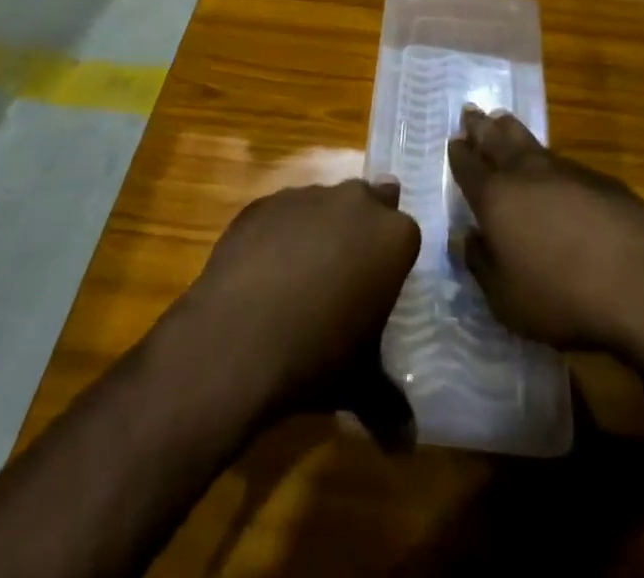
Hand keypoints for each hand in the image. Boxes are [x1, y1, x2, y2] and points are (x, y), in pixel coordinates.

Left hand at [175, 179, 419, 440]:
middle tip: (349, 273)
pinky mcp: (263, 203)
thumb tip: (407, 446)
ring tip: (301, 278)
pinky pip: (280, 215)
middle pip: (369, 203)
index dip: (393, 260)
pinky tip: (264, 273)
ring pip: (324, 204)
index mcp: (392, 236)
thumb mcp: (360, 384)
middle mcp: (355, 202)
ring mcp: (306, 196)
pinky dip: (278, 235)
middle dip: (362, 230)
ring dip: (320, 230)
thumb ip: (389, 405)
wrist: (236, 338)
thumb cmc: (316, 355)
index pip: (405, 234)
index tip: (380, 286)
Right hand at [448, 108, 643, 371]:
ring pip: (530, 142)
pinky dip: (548, 158)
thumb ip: (480, 264)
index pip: (469, 167)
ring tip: (502, 120)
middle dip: (481, 126)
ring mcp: (565, 171)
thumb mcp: (506, 300)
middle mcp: (526, 173)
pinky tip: (552, 166)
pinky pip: (563, 160)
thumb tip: (464, 238)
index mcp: (496, 198)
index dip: (459, 153)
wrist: (639, 285)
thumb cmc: (561, 297)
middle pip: (497, 140)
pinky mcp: (599, 179)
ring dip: (512, 130)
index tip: (453, 140)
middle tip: (471, 111)